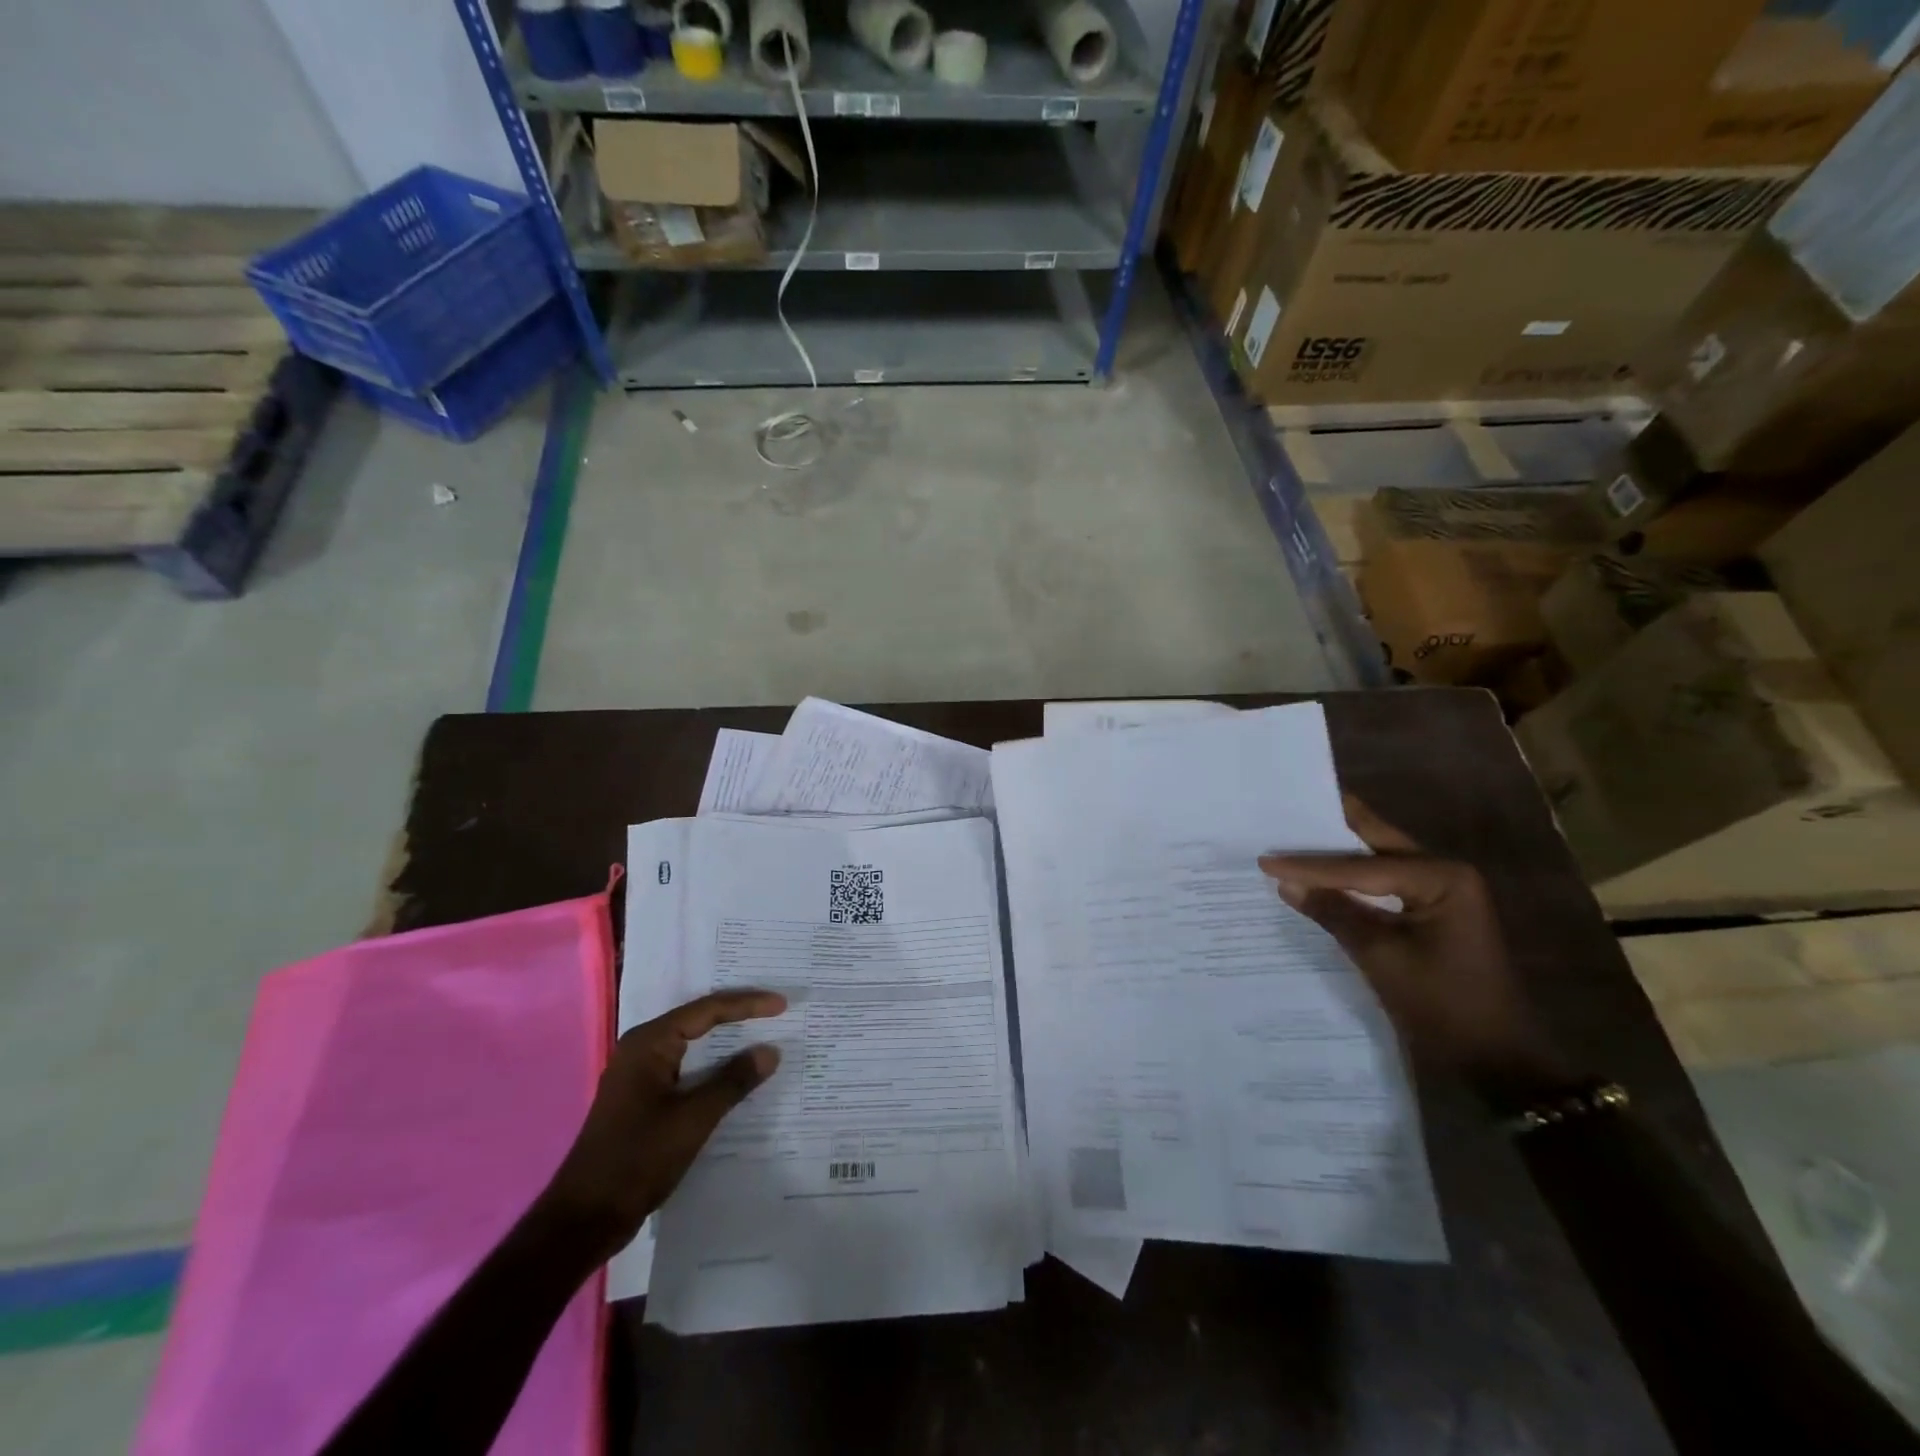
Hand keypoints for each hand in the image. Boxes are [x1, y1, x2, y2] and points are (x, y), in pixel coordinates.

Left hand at [540, 990, 785, 1258]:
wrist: (584, 1220)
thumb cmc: (638, 1160)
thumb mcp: (693, 1119)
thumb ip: (733, 1080)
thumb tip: (770, 1051)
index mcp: (649, 1043)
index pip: (707, 1010)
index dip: (747, 1005)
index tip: (782, 1006)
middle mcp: (642, 1049)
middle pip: (699, 1021)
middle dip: (738, 1015)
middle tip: (776, 1009)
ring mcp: (640, 1075)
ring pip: (693, 1047)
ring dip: (727, 1043)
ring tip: (764, 1035)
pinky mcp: (643, 1099)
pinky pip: (686, 1070)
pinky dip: (713, 1068)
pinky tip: (736, 1075)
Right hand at [1259, 797, 1577, 1107]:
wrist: (1496, 1061)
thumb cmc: (1444, 1007)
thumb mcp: (1381, 958)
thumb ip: (1334, 913)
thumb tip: (1285, 883)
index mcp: (1442, 877)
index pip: (1362, 866)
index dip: (1310, 866)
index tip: (1265, 860)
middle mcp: (1445, 872)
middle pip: (1374, 844)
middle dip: (1329, 831)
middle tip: (1284, 811)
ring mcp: (1440, 891)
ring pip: (1376, 861)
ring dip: (1336, 855)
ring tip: (1290, 838)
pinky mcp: (1430, 912)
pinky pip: (1381, 884)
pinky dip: (1350, 880)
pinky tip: (1317, 877)